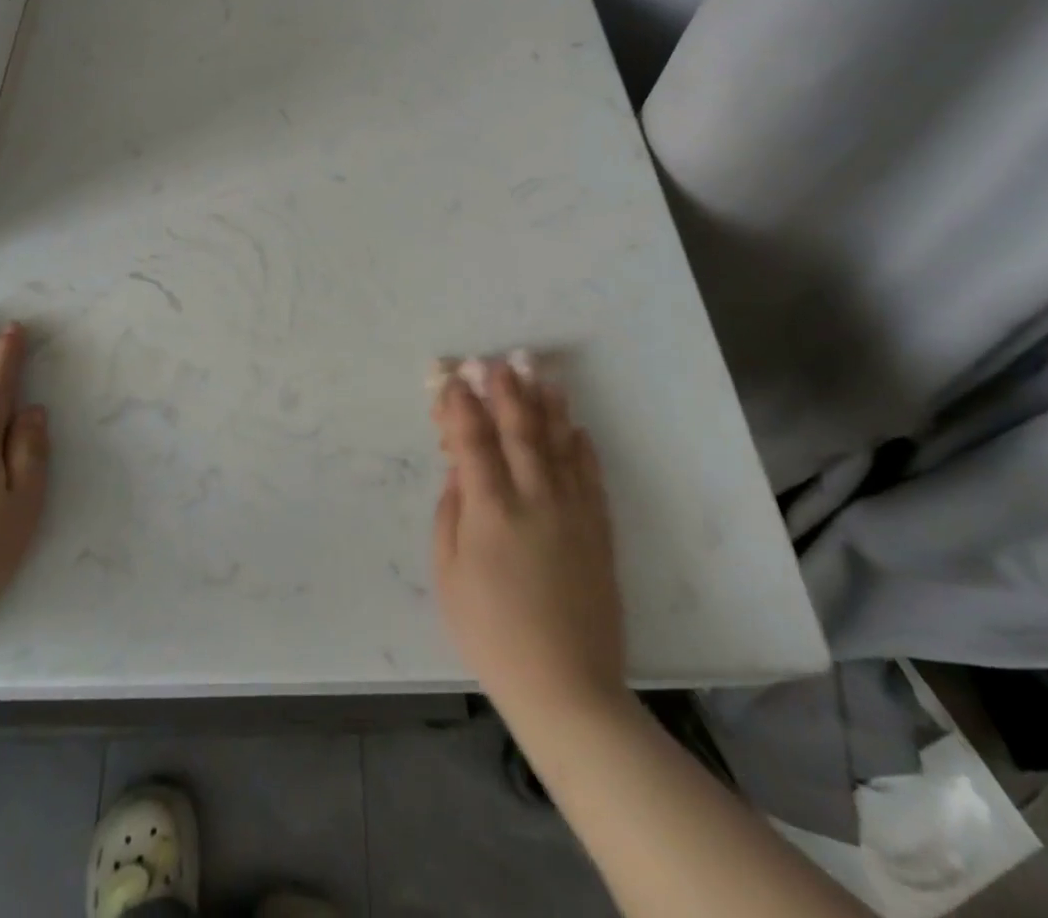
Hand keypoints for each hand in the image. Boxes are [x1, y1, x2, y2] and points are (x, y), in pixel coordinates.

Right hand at [431, 360, 625, 724]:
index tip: (453, 380)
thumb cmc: (492, 634)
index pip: (473, 441)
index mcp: (490, 511)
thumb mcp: (448, 576)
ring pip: (559, 445)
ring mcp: (572, 513)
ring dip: (548, 407)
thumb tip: (460, 474)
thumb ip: (451, 516)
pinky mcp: (598, 532)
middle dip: (507, 392)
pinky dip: (581, 448)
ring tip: (542, 375)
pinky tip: (575, 429)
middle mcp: (534, 500)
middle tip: (500, 361)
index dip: (461, 406)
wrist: (567, 686)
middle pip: (519, 431)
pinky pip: (590, 477)